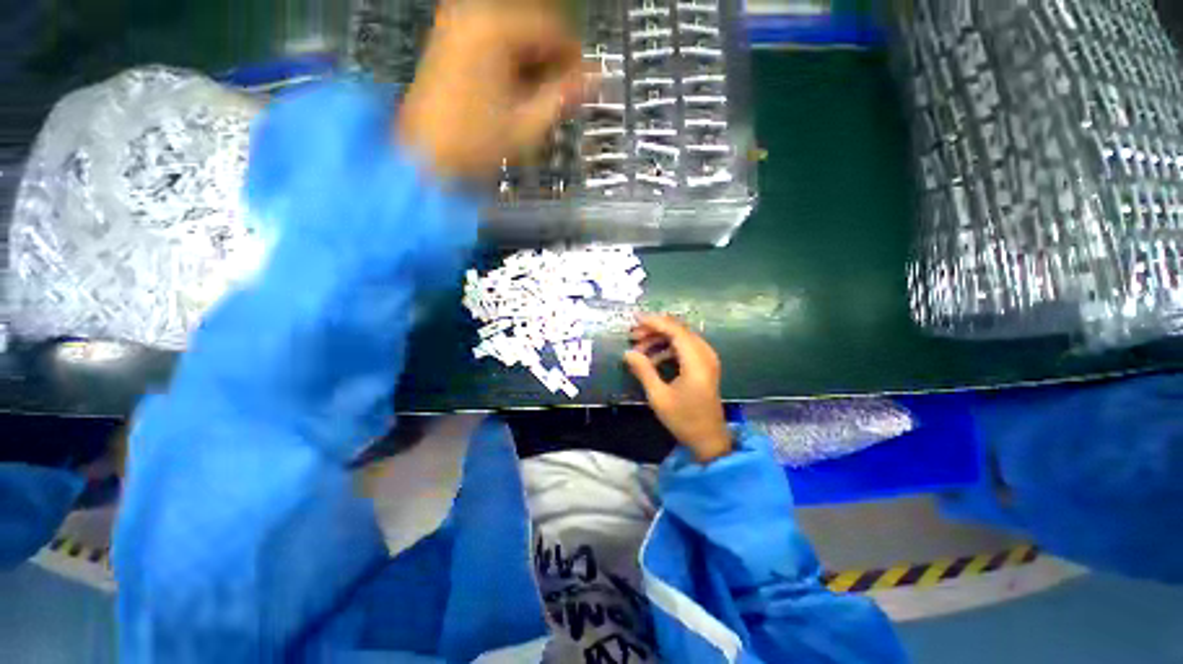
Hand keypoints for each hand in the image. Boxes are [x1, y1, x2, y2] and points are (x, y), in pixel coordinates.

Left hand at [397, 1, 585, 180]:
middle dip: (553, 60)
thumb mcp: (527, 125)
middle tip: (563, 95)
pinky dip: (513, 62)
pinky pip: (495, 40)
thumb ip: (564, 97)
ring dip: (534, 63)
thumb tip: (597, 79)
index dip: (575, 57)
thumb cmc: (474, 144)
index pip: (552, 28)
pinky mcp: (450, 39)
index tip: (585, 85)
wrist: (423, 157)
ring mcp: (457, 25)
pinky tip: (517, 91)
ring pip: (514, 33)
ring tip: (540, 99)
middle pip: (532, 25)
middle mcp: (473, 14)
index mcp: (493, 29)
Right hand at [624, 315, 732, 463]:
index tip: (634, 320)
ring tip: (639, 349)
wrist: (709, 439)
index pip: (675, 330)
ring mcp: (707, 359)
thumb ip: (644, 370)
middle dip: (654, 330)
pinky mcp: (704, 365)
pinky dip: (668, 348)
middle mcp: (705, 354)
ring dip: (660, 339)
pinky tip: (653, 359)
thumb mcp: (659, 396)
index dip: (654, 322)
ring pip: (681, 337)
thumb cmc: (684, 419)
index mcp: (696, 361)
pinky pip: (685, 347)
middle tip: (633, 336)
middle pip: (679, 330)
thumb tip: (627, 352)